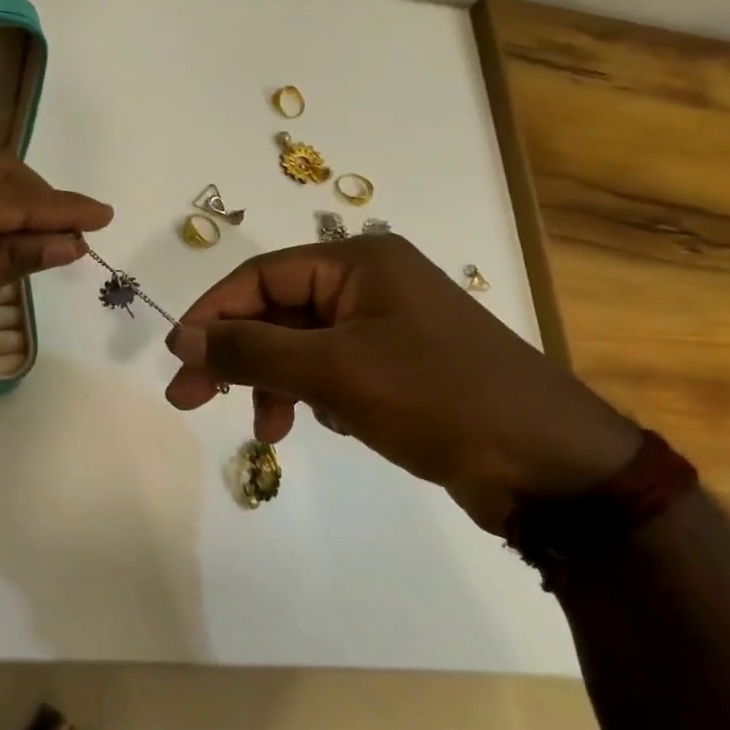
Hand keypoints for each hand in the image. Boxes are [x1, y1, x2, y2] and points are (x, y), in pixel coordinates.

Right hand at [164, 235, 638, 529]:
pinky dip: (314, 395)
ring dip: (274, 383)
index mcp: (359, 262)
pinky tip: (326, 425)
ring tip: (267, 431)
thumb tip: (184, 340)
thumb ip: (252, 351)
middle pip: (278, 310)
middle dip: (236, 356)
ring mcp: (388, 326)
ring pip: (302, 345)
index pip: (261, 276)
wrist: (552, 467)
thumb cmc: (437, 398)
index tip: (178, 358)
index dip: (213, 314)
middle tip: (190, 400)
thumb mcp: (334, 371)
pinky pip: (333, 369)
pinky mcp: (401, 367)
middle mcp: (371, 284)